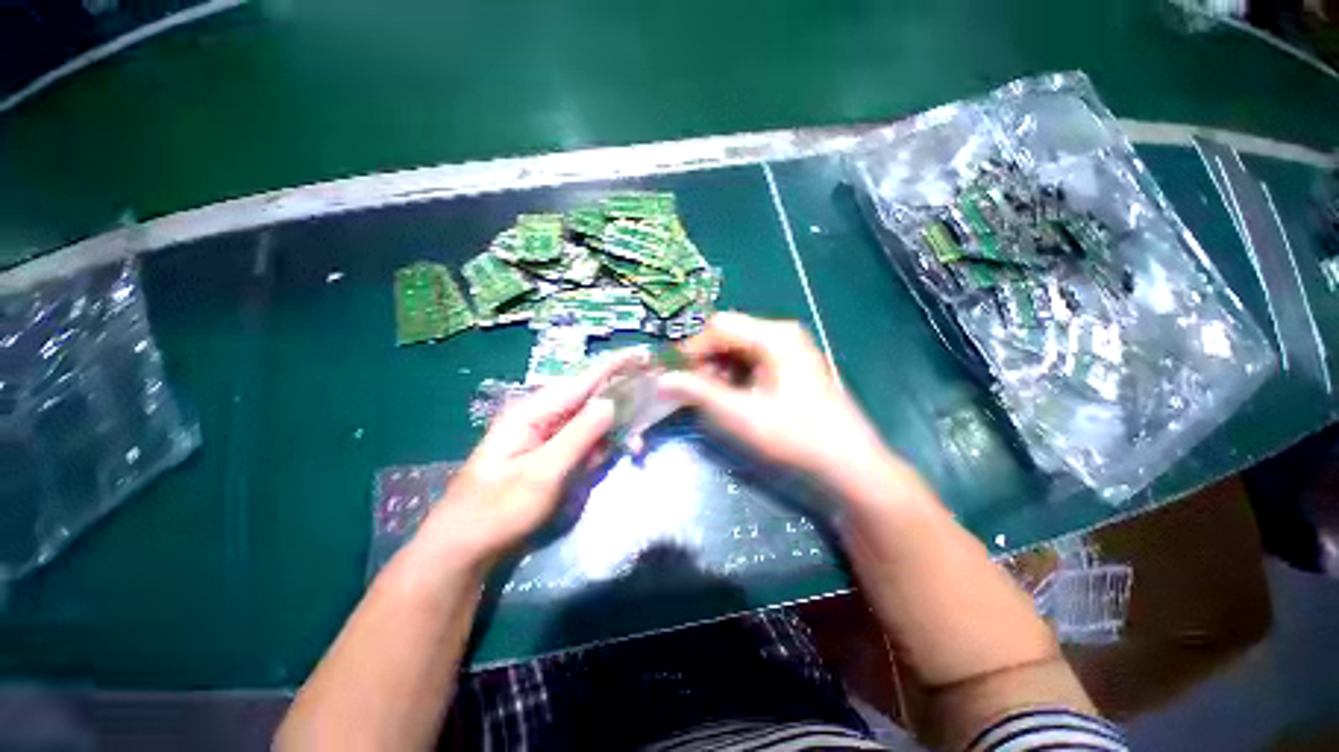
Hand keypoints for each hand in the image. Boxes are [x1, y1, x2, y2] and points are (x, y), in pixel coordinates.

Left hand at [416, 352, 642, 570]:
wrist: (466, 549)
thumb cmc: (498, 510)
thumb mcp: (542, 473)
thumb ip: (579, 435)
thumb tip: (611, 402)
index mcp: (533, 411)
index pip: (582, 381)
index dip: (615, 367)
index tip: (643, 355)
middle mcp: (541, 416)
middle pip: (590, 399)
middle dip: (621, 405)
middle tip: (648, 414)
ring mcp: (546, 436)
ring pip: (591, 422)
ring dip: (614, 432)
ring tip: (634, 447)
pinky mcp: (551, 454)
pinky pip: (583, 442)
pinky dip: (600, 448)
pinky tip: (606, 460)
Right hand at [658, 313, 887, 478]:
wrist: (848, 463)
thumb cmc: (795, 436)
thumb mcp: (740, 415)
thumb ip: (698, 393)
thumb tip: (662, 380)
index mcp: (774, 335)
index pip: (719, 326)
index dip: (692, 348)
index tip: (675, 375)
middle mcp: (782, 333)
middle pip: (730, 335)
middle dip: (706, 360)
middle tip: (693, 389)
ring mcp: (790, 349)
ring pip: (739, 349)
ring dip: (719, 369)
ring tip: (712, 397)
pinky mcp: (791, 366)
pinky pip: (753, 361)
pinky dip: (736, 376)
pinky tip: (734, 397)